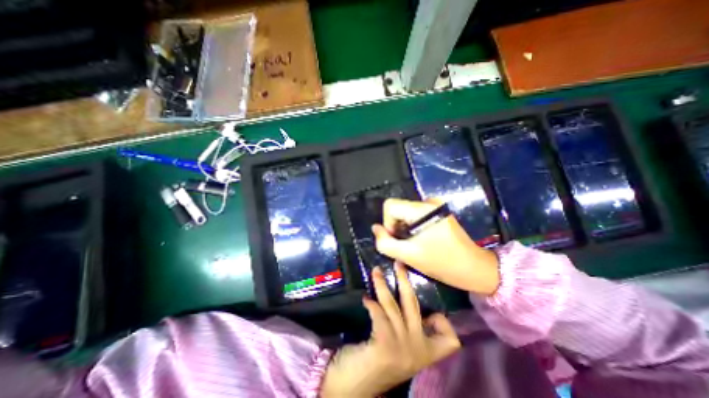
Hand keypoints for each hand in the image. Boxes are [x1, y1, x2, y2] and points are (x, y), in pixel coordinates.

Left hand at [321, 263, 459, 395]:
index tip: (431, 312)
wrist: (357, 386)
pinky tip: (366, 299)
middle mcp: (418, 350)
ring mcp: (402, 347)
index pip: (450, 339)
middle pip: (413, 305)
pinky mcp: (385, 345)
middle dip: (405, 280)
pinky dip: (372, 305)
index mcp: (426, 352)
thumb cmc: (380, 362)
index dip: (444, 322)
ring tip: (376, 272)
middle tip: (398, 263)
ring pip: (393, 305)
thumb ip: (410, 330)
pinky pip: (380, 315)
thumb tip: (408, 303)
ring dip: (382, 285)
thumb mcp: (403, 347)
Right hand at [372, 197, 497, 295]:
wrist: (475, 268)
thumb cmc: (442, 263)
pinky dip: (412, 226)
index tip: (398, 240)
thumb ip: (385, 243)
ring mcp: (435, 206)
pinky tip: (421, 239)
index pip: (390, 206)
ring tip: (414, 244)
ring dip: (404, 228)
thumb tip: (375, 228)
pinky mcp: (438, 211)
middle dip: (396, 227)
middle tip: (406, 245)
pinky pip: (415, 215)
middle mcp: (429, 202)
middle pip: (397, 208)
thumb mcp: (409, 256)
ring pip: (405, 212)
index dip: (388, 223)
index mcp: (423, 209)